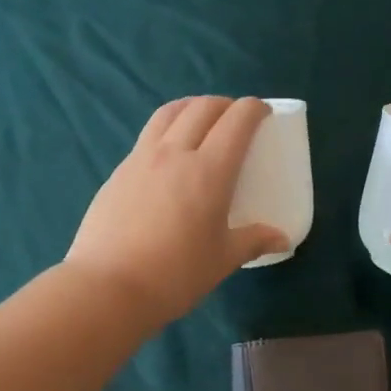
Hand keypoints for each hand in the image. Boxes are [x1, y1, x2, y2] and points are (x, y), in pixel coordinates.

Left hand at [66, 96, 288, 327]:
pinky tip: (167, 154)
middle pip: (202, 108)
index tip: (263, 113)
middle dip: (224, 105)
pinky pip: (147, 136)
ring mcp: (141, 159)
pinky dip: (166, 130)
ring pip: (168, 114)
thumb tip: (282, 239)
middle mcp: (175, 153)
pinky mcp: (118, 173)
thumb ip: (253, 241)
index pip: (236, 121)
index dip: (253, 109)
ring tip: (200, 119)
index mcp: (209, 171)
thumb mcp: (222, 260)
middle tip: (235, 118)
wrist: (108, 286)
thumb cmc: (175, 274)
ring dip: (191, 107)